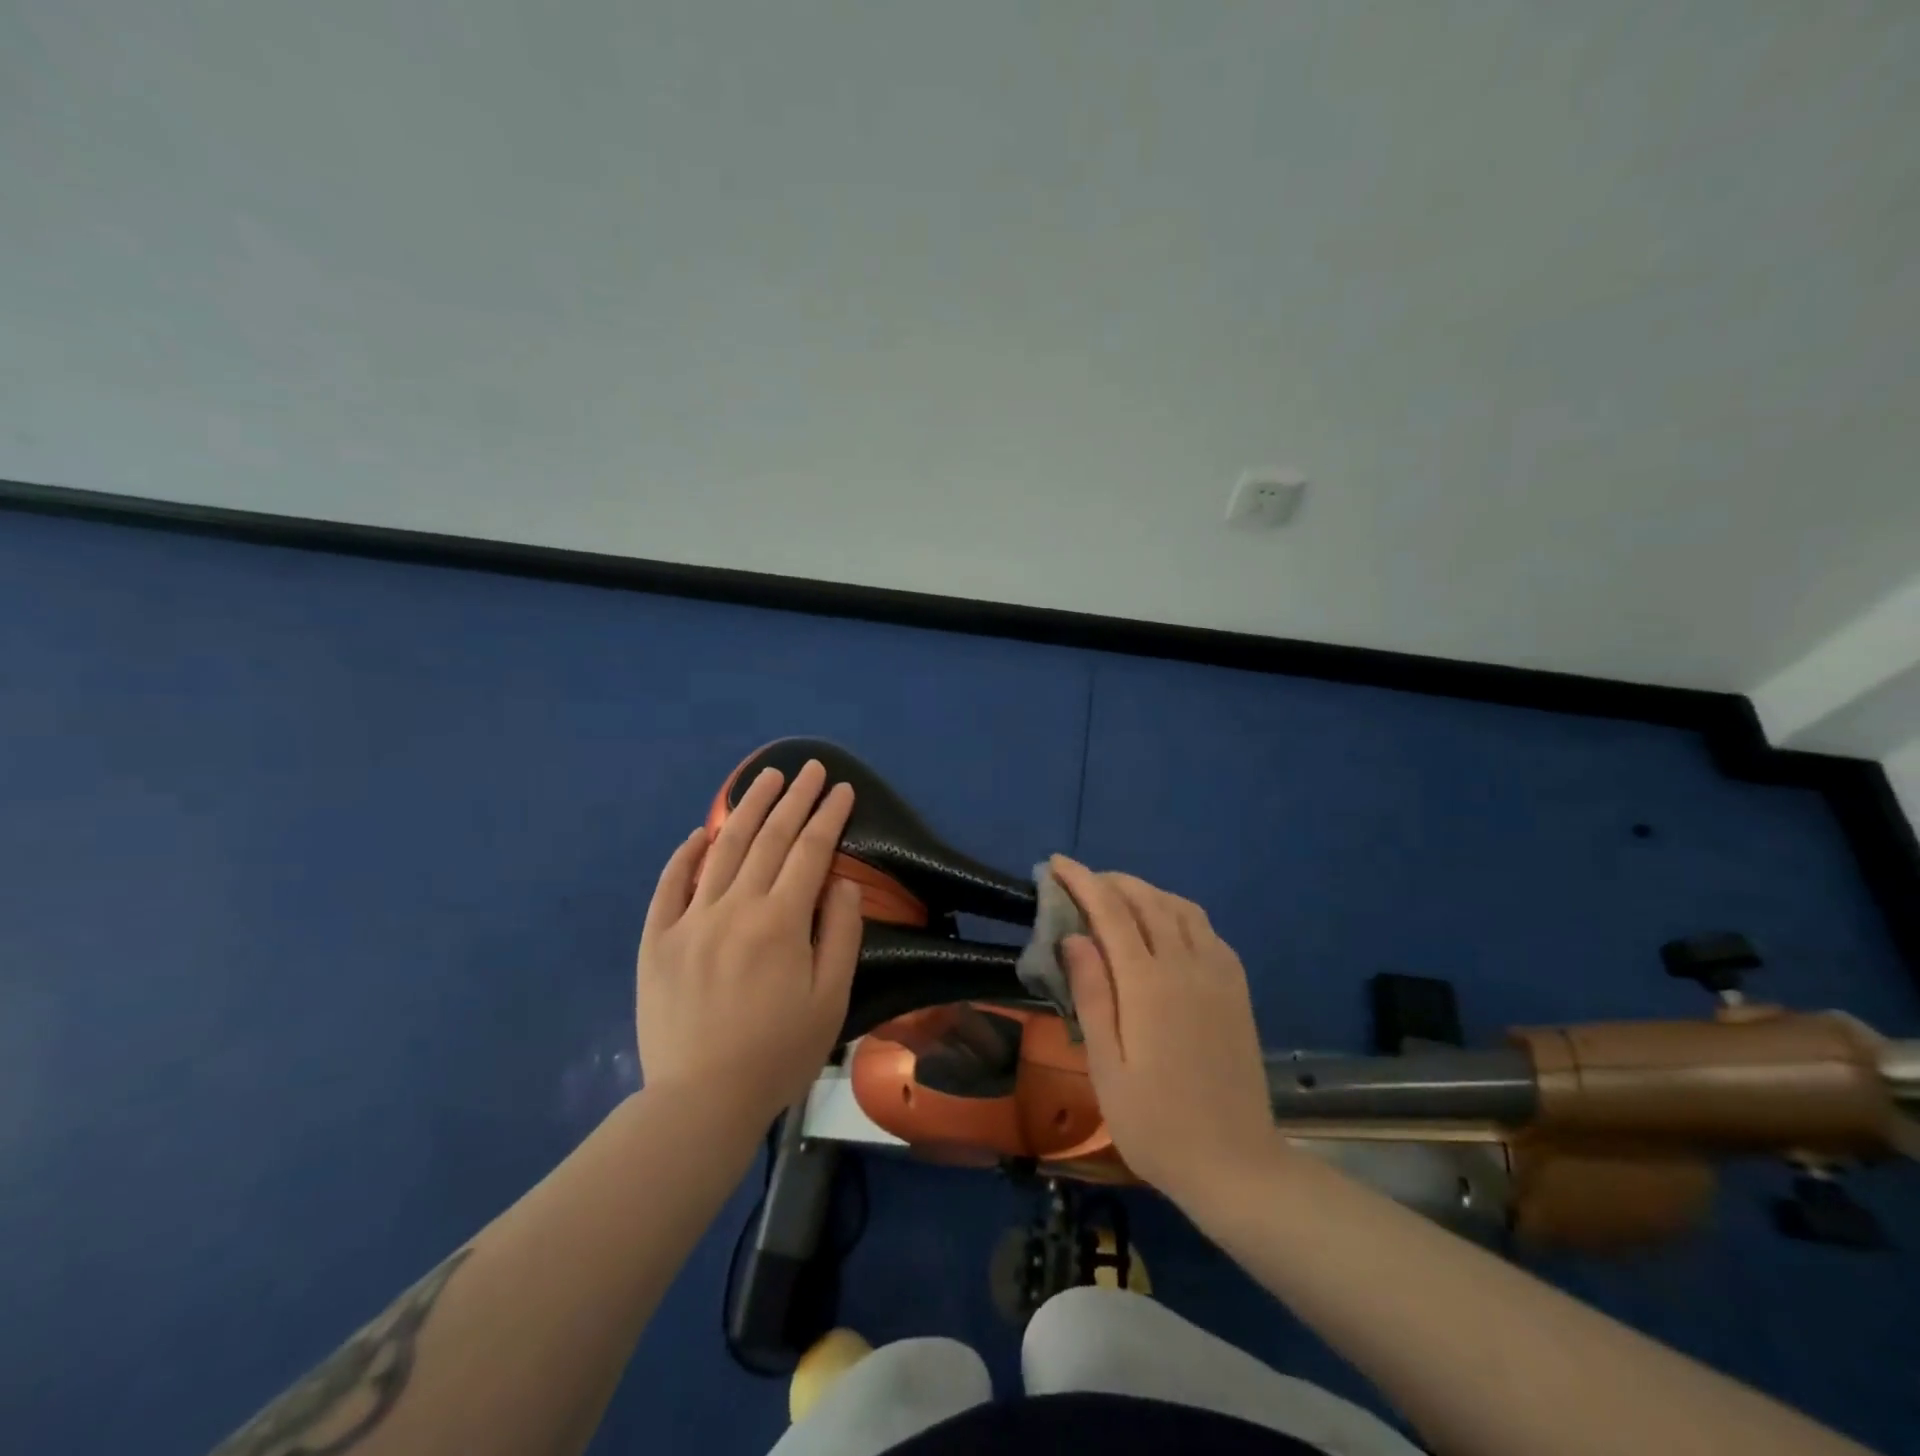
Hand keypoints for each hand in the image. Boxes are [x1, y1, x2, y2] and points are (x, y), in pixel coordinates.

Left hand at [636, 759, 862, 1125]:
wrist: (700, 1101)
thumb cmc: (778, 1053)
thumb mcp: (830, 1000)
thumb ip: (840, 935)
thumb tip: (841, 883)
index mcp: (780, 922)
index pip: (811, 852)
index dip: (829, 816)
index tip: (843, 789)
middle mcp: (735, 907)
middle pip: (769, 838)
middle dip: (794, 798)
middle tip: (810, 767)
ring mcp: (690, 919)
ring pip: (723, 849)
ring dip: (747, 808)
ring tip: (765, 777)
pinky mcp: (657, 939)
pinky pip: (670, 884)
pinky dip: (686, 854)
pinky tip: (700, 833)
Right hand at [1050, 855, 1276, 1208]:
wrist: (1235, 1164)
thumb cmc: (1155, 1123)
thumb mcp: (1106, 1066)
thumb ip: (1092, 994)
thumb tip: (1074, 937)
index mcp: (1148, 984)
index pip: (1110, 911)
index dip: (1081, 881)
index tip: (1056, 864)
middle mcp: (1187, 965)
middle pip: (1147, 900)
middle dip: (1111, 880)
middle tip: (1081, 881)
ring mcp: (1218, 974)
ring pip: (1181, 908)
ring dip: (1146, 891)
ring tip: (1117, 898)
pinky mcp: (1237, 988)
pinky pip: (1206, 929)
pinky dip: (1177, 912)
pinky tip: (1164, 928)